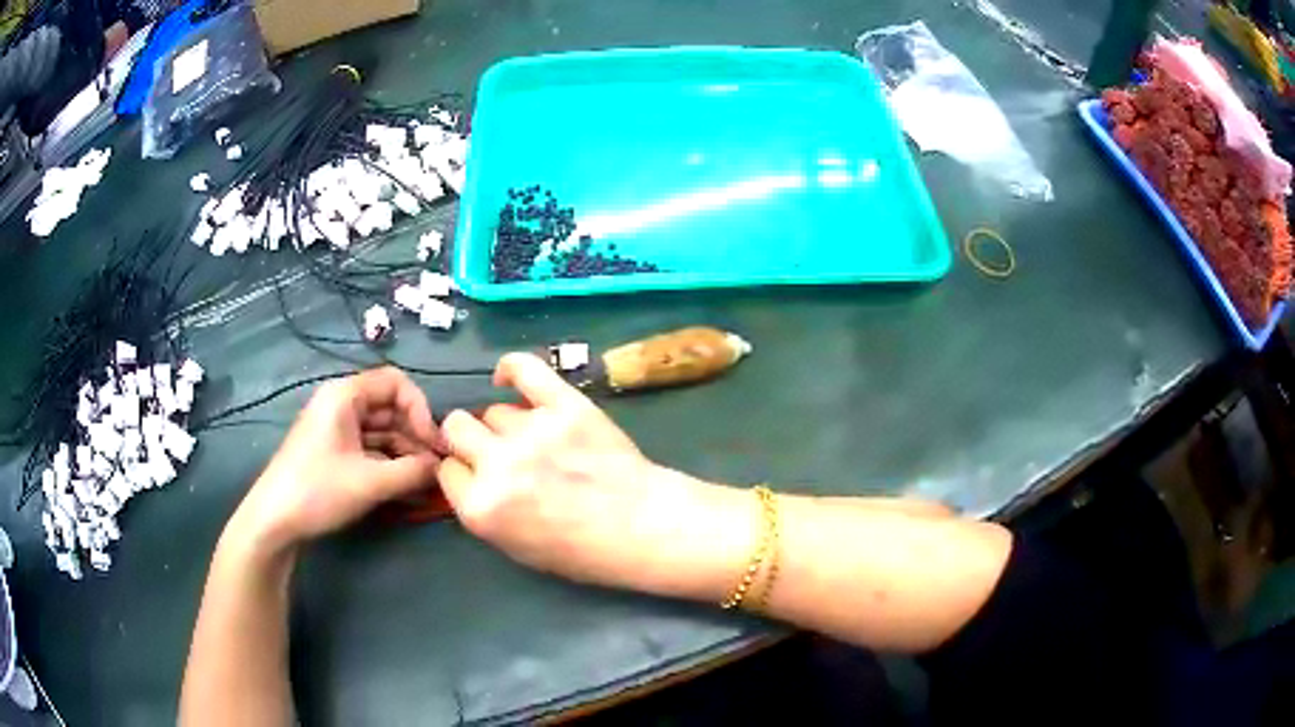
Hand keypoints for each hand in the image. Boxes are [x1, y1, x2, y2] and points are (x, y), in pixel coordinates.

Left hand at [225, 367, 442, 557]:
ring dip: (405, 452)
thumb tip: (443, 467)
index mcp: (345, 395)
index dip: (420, 409)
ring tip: (425, 482)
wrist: (274, 520)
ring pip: (381, 430)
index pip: (396, 382)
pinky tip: (405, 486)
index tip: (433, 444)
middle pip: (390, 407)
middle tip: (436, 468)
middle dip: (415, 435)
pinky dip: (389, 463)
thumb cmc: (318, 491)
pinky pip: (369, 447)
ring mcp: (335, 427)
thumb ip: (413, 471)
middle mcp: (341, 403)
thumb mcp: (371, 482)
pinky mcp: (333, 450)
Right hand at [437, 353, 743, 596]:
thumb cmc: (582, 552)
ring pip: (494, 410)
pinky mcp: (565, 405)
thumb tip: (469, 473)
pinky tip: (508, 378)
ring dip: (505, 425)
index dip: (463, 472)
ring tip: (533, 440)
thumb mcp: (515, 547)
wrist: (643, 528)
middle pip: (457, 427)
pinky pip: (524, 368)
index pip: (447, 470)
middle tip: (496, 453)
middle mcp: (497, 465)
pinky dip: (512, 368)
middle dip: (469, 441)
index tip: (478, 475)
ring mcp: (531, 431)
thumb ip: (483, 509)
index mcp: (481, 507)